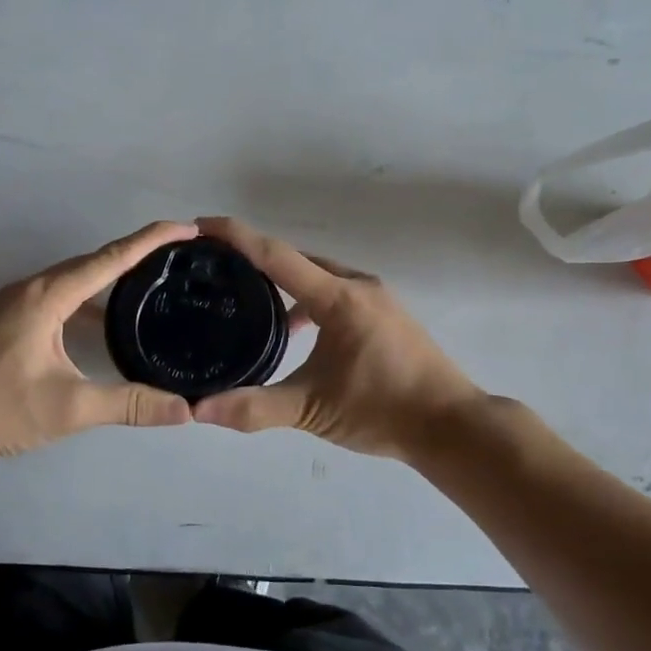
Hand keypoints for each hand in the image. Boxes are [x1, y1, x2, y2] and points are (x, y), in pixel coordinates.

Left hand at [0, 221, 197, 459]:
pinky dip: (88, 303)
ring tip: (149, 287)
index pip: (111, 258)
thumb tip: (184, 411)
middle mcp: (33, 288)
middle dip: (136, 255)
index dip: (152, 240)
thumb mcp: (69, 408)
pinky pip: (60, 299)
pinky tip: (102, 327)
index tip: (187, 228)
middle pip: (93, 262)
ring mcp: (16, 304)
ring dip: (110, 280)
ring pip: (74, 282)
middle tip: (176, 257)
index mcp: (49, 295)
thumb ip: (128, 405)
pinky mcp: (8, 322)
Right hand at [191, 217, 485, 460]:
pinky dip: (308, 299)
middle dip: (255, 258)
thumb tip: (199, 409)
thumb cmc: (383, 411)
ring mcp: (376, 298)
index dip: (237, 236)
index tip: (201, 225)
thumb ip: (254, 408)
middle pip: (296, 259)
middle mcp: (358, 285)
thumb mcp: (313, 411)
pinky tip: (294, 330)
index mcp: (339, 297)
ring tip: (248, 298)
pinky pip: (335, 291)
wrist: (451, 426)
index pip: (276, 255)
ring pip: (318, 276)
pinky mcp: (385, 314)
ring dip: (284, 281)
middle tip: (216, 265)